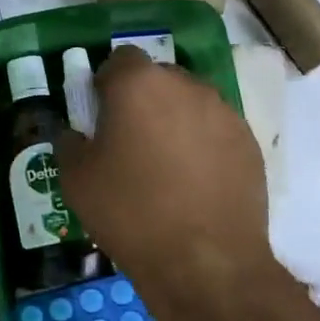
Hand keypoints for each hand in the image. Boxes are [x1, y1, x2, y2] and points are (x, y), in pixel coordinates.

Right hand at [56, 48, 275, 320]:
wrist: (205, 261)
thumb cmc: (130, 212)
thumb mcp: (76, 180)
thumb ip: (70, 143)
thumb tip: (76, 133)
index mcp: (138, 84)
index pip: (119, 59)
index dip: (106, 84)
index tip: (100, 116)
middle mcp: (186, 86)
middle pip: (158, 79)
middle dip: (142, 100)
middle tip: (130, 142)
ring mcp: (224, 113)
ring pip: (190, 104)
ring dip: (174, 122)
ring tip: (165, 167)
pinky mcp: (249, 143)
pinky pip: (216, 131)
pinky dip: (203, 146)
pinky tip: (194, 185)